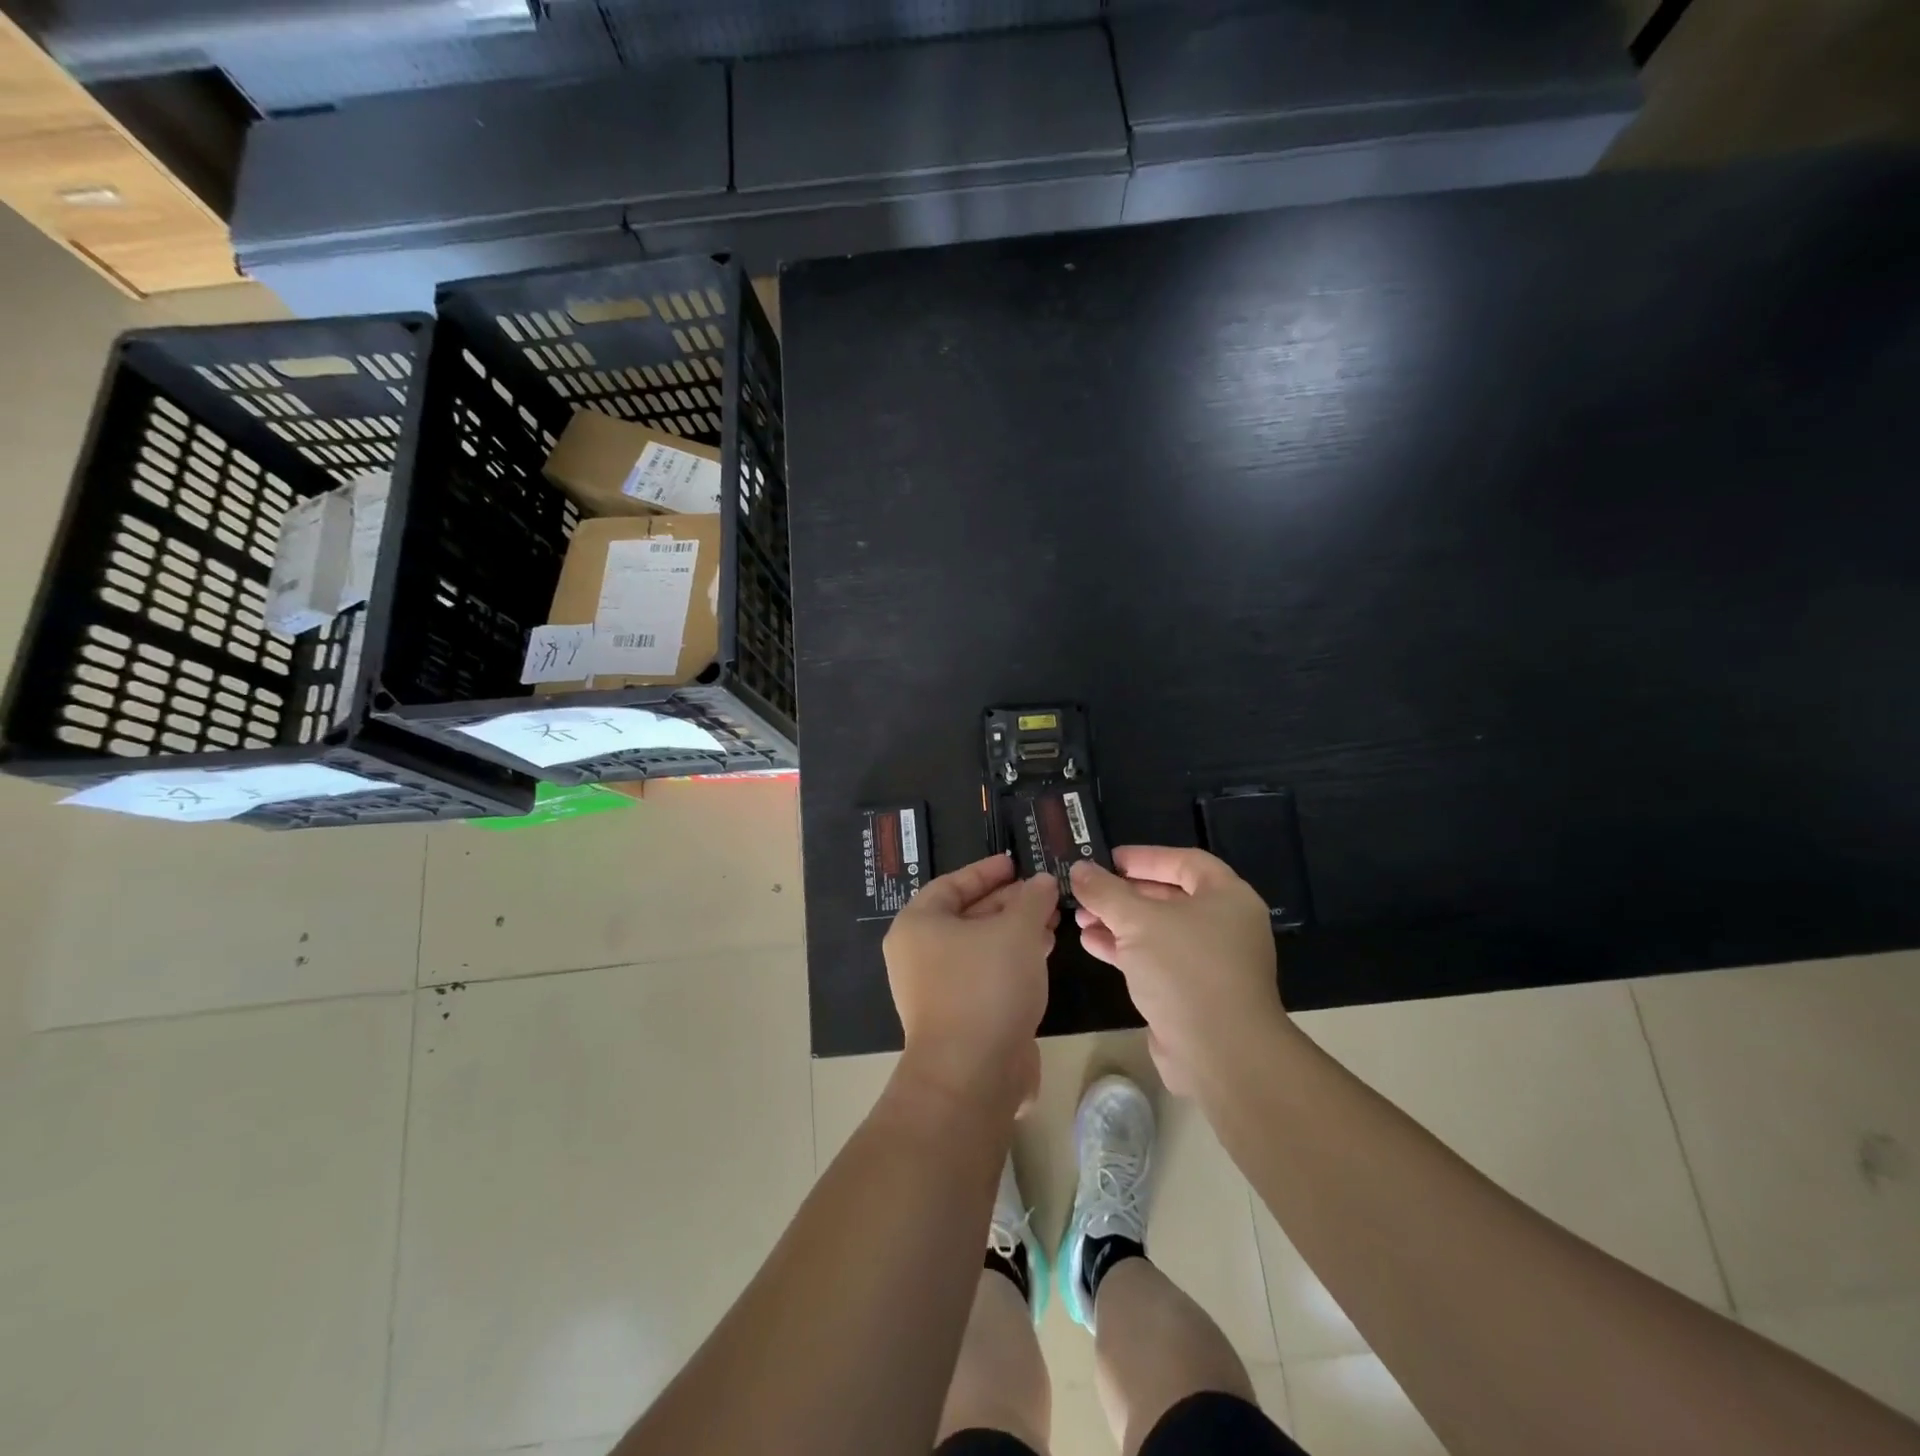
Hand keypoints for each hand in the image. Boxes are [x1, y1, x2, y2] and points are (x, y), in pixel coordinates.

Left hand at [884, 853, 1057, 1110]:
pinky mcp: (957, 1017)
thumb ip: (1032, 899)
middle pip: (967, 915)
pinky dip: (1011, 960)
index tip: (1016, 864)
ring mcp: (935, 989)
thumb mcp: (1016, 930)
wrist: (971, 1074)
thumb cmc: (986, 986)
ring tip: (1052, 922)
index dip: (987, 871)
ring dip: (1015, 932)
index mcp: (918, 925)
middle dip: (1009, 903)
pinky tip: (1043, 955)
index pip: (952, 884)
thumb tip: (1044, 881)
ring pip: (980, 947)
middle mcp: (919, 954)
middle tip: (1044, 894)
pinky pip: (985, 975)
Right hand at [1070, 847, 1284, 1096]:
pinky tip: (1091, 944)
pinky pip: (1155, 960)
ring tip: (1080, 919)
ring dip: (1118, 923)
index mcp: (1227, 898)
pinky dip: (1125, 950)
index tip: (1108, 859)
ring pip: (1157, 931)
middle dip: (1124, 894)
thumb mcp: (1138, 921)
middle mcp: (1224, 925)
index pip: (1185, 861)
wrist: (1220, 1054)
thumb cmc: (1185, 970)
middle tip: (1087, 891)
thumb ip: (1105, 892)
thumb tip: (1079, 869)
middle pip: (1168, 897)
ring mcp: (1210, 962)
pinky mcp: (1193, 993)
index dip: (1145, 857)